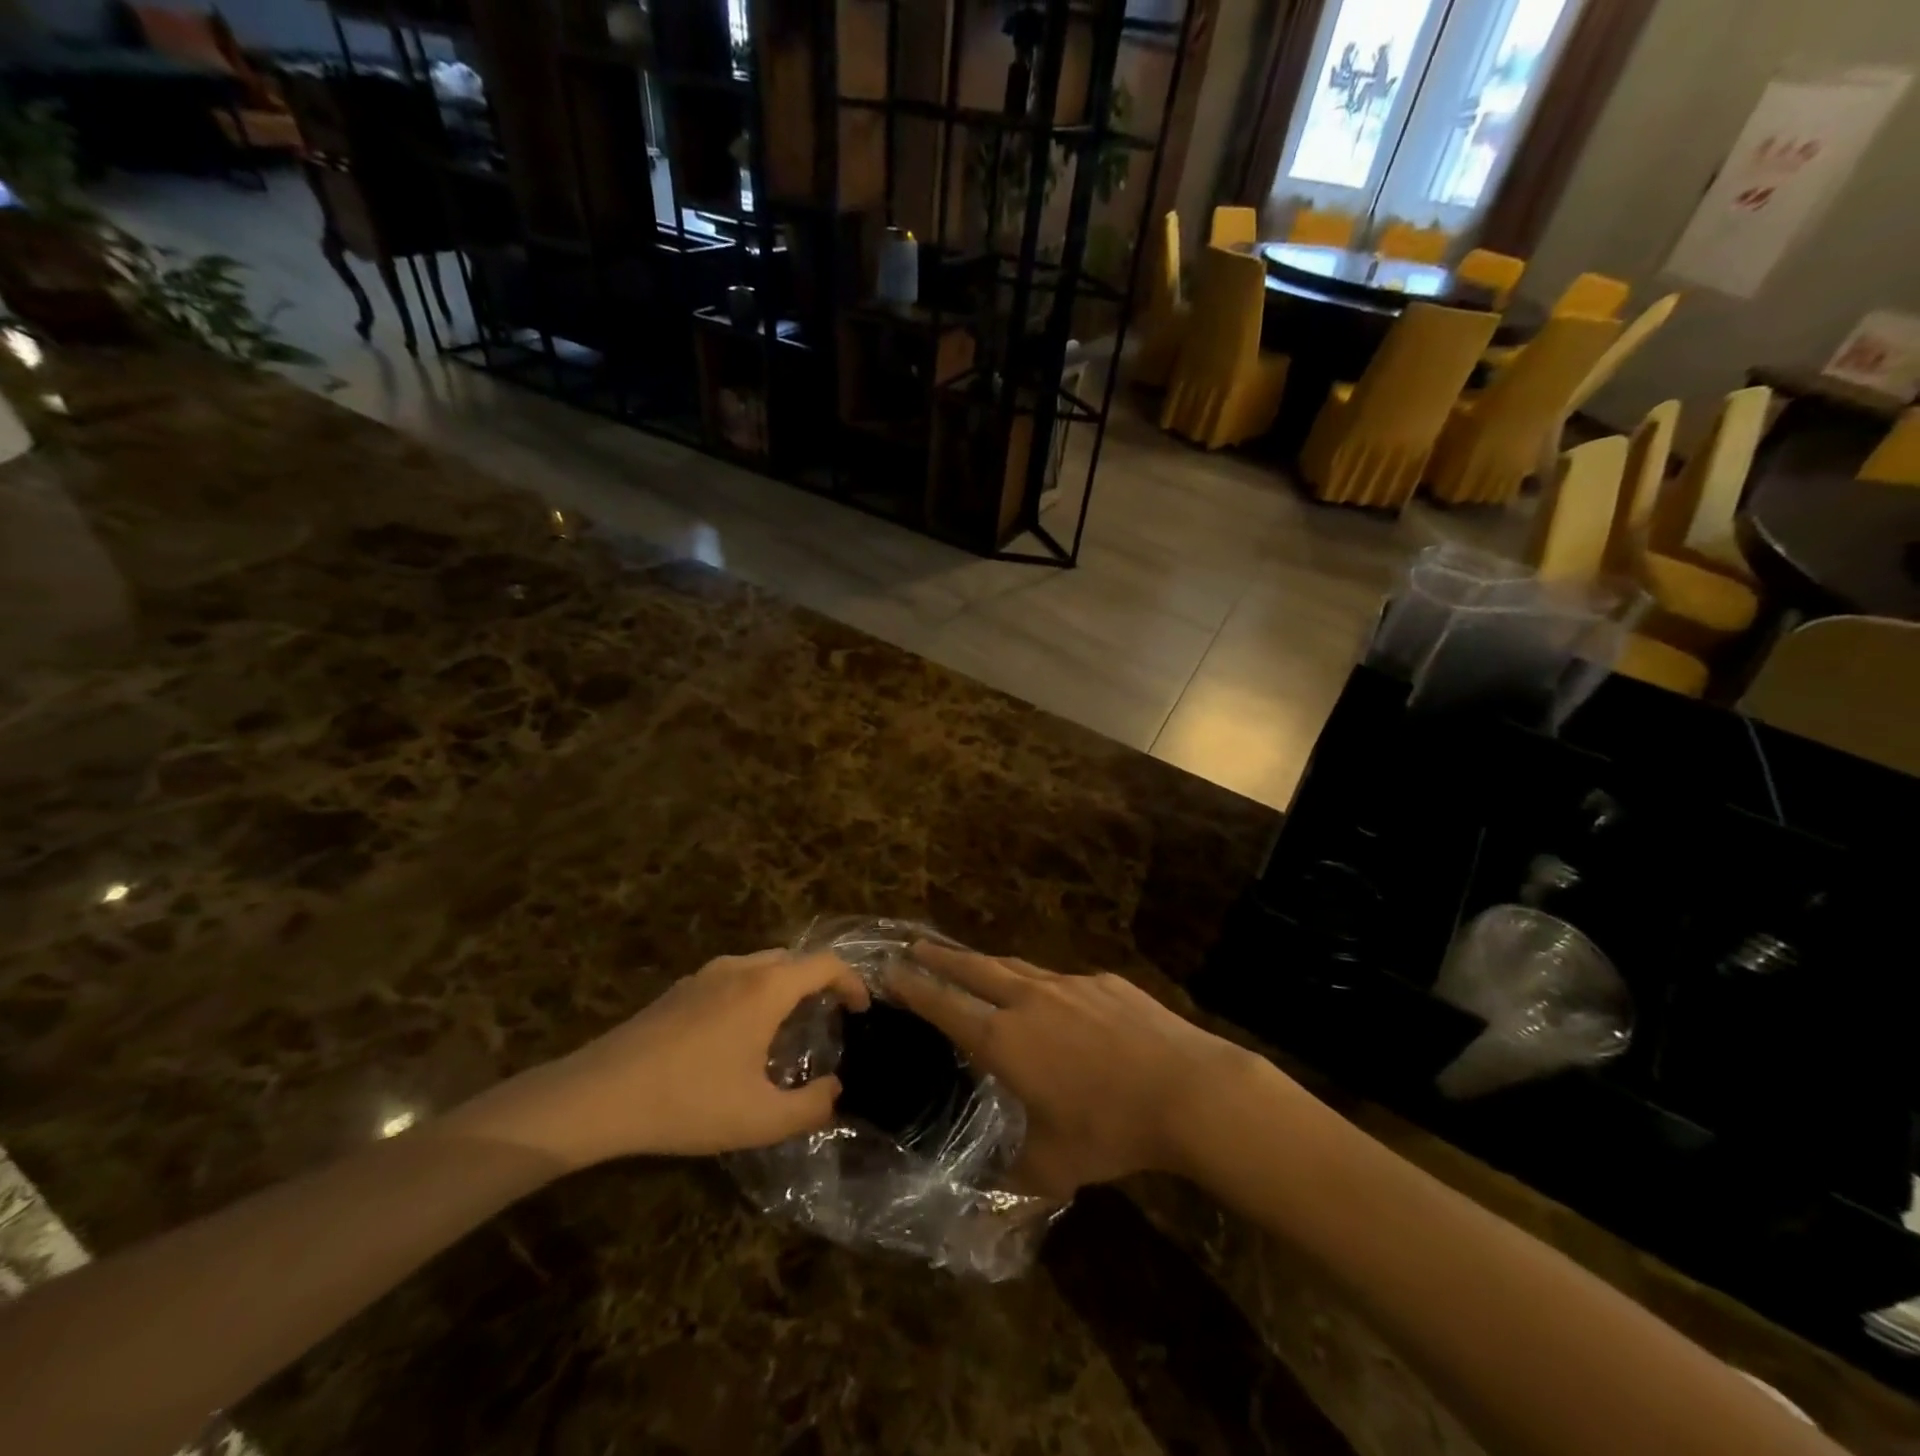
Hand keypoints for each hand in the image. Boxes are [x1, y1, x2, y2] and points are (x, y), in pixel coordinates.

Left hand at [451, 949, 869, 1167]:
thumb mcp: (759, 1119)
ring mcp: (705, 974)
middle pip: (794, 959)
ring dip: (785, 987)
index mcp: (767, 987)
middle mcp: (740, 968)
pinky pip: (733, 977)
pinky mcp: (679, 990)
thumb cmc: (687, 1101)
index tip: (862, 1009)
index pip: (825, 964)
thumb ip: (812, 1107)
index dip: (851, 981)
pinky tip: (739, 1036)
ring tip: (789, 1029)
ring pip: (761, 966)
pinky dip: (754, 992)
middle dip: (819, 982)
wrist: (597, 1096)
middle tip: (829, 1020)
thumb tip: (836, 1091)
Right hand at [887, 942, 1266, 1196]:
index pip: (945, 1005)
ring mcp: (1069, 984)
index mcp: (1005, 1040)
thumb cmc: (1111, 1129)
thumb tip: (986, 1203)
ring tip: (973, 963)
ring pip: (1016, 966)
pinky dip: (1044, 985)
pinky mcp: (1105, 981)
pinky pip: (1062, 980)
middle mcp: (1029, 1000)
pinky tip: (1057, 1002)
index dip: (914, 987)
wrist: (1187, 1089)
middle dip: (940, 957)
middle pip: (973, 968)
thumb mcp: (1056, 1167)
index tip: (889, 969)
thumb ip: (1014, 1179)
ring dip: (987, 963)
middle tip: (915, 946)